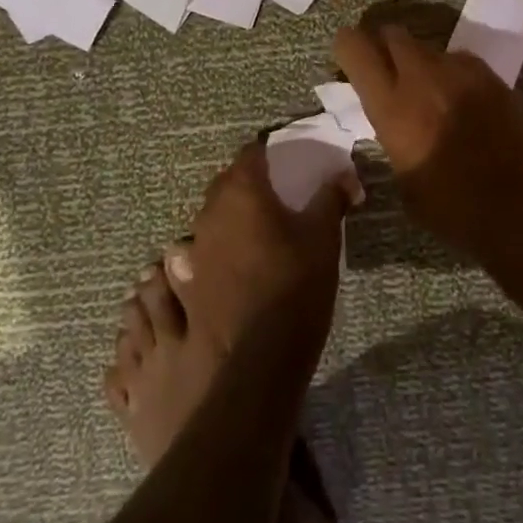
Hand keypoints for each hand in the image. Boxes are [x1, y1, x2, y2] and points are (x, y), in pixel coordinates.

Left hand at [171, 144, 355, 364]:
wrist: (253, 369)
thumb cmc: (293, 291)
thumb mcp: (323, 241)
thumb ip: (330, 200)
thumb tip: (343, 175)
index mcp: (241, 194)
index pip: (251, 153)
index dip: (268, 153)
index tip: (286, 163)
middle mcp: (208, 216)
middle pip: (225, 186)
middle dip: (247, 185)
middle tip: (275, 200)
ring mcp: (189, 254)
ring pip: (204, 223)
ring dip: (222, 223)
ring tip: (247, 240)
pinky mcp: (180, 290)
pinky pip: (186, 261)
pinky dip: (199, 259)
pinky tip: (212, 275)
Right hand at [334, 20, 522, 260]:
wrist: (519, 212)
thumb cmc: (450, 208)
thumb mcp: (402, 173)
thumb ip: (390, 130)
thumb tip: (391, 113)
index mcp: (391, 106)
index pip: (355, 47)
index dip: (348, 46)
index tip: (349, 58)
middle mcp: (423, 78)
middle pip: (393, 34)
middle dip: (385, 47)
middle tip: (389, 72)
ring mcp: (462, 73)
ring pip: (429, 48)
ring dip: (422, 64)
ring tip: (432, 94)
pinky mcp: (494, 78)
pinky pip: (462, 63)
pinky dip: (454, 75)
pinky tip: (464, 103)